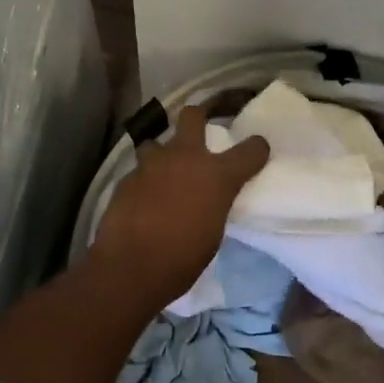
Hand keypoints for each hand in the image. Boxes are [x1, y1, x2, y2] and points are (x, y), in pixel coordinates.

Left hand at [89, 104, 269, 304]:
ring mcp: (152, 163)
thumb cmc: (183, 259)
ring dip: (161, 154)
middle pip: (193, 115)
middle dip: (197, 117)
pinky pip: (138, 171)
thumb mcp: (214, 231)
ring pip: (156, 141)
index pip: (251, 149)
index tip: (256, 151)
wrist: (131, 267)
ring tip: (162, 171)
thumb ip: (214, 203)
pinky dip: (143, 181)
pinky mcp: (126, 177)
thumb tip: (208, 198)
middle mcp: (186, 158)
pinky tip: (141, 198)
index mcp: (217, 175)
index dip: (256, 148)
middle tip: (199, 129)